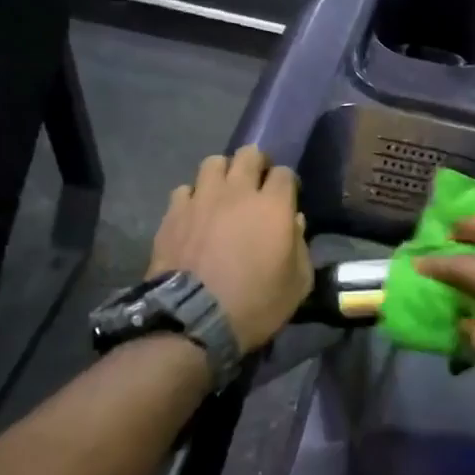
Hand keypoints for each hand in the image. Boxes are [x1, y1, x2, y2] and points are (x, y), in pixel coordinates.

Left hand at [147, 146, 313, 353]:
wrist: (193, 321)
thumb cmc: (255, 304)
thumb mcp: (296, 284)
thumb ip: (301, 247)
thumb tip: (294, 221)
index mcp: (273, 206)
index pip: (285, 173)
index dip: (288, 183)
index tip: (287, 197)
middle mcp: (238, 192)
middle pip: (249, 154)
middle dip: (257, 164)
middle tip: (256, 185)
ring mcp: (202, 198)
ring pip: (213, 162)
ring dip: (223, 173)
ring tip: (223, 193)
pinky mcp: (173, 212)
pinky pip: (185, 189)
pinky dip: (193, 197)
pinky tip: (195, 214)